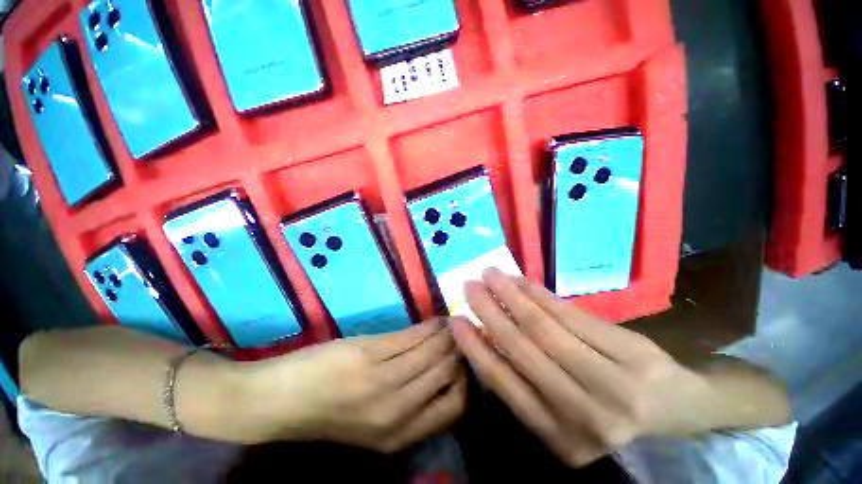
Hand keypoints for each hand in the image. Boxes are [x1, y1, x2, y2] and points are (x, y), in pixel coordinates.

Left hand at [241, 319, 466, 453]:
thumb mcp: (374, 421)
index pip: (454, 407)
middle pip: (447, 373)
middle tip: (464, 334)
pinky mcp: (370, 354)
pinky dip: (429, 326)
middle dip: (460, 351)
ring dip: (447, 334)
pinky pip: (413, 337)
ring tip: (452, 323)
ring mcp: (383, 381)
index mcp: (399, 435)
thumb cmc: (329, 411)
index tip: (466, 361)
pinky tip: (435, 320)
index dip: (466, 381)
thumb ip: (410, 400)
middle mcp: (396, 411)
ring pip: (433, 351)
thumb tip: (444, 369)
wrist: (279, 400)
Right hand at [451, 269, 717, 467]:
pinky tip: (521, 279)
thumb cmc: (608, 411)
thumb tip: (485, 339)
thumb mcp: (562, 412)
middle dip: (490, 311)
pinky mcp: (630, 352)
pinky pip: (572, 315)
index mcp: (559, 437)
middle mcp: (583, 416)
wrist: (677, 409)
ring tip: (490, 274)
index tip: (456, 320)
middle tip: (469, 285)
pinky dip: (541, 293)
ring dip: (511, 294)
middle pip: (523, 349)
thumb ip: (525, 382)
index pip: (505, 385)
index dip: (476, 349)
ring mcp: (612, 383)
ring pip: (545, 327)